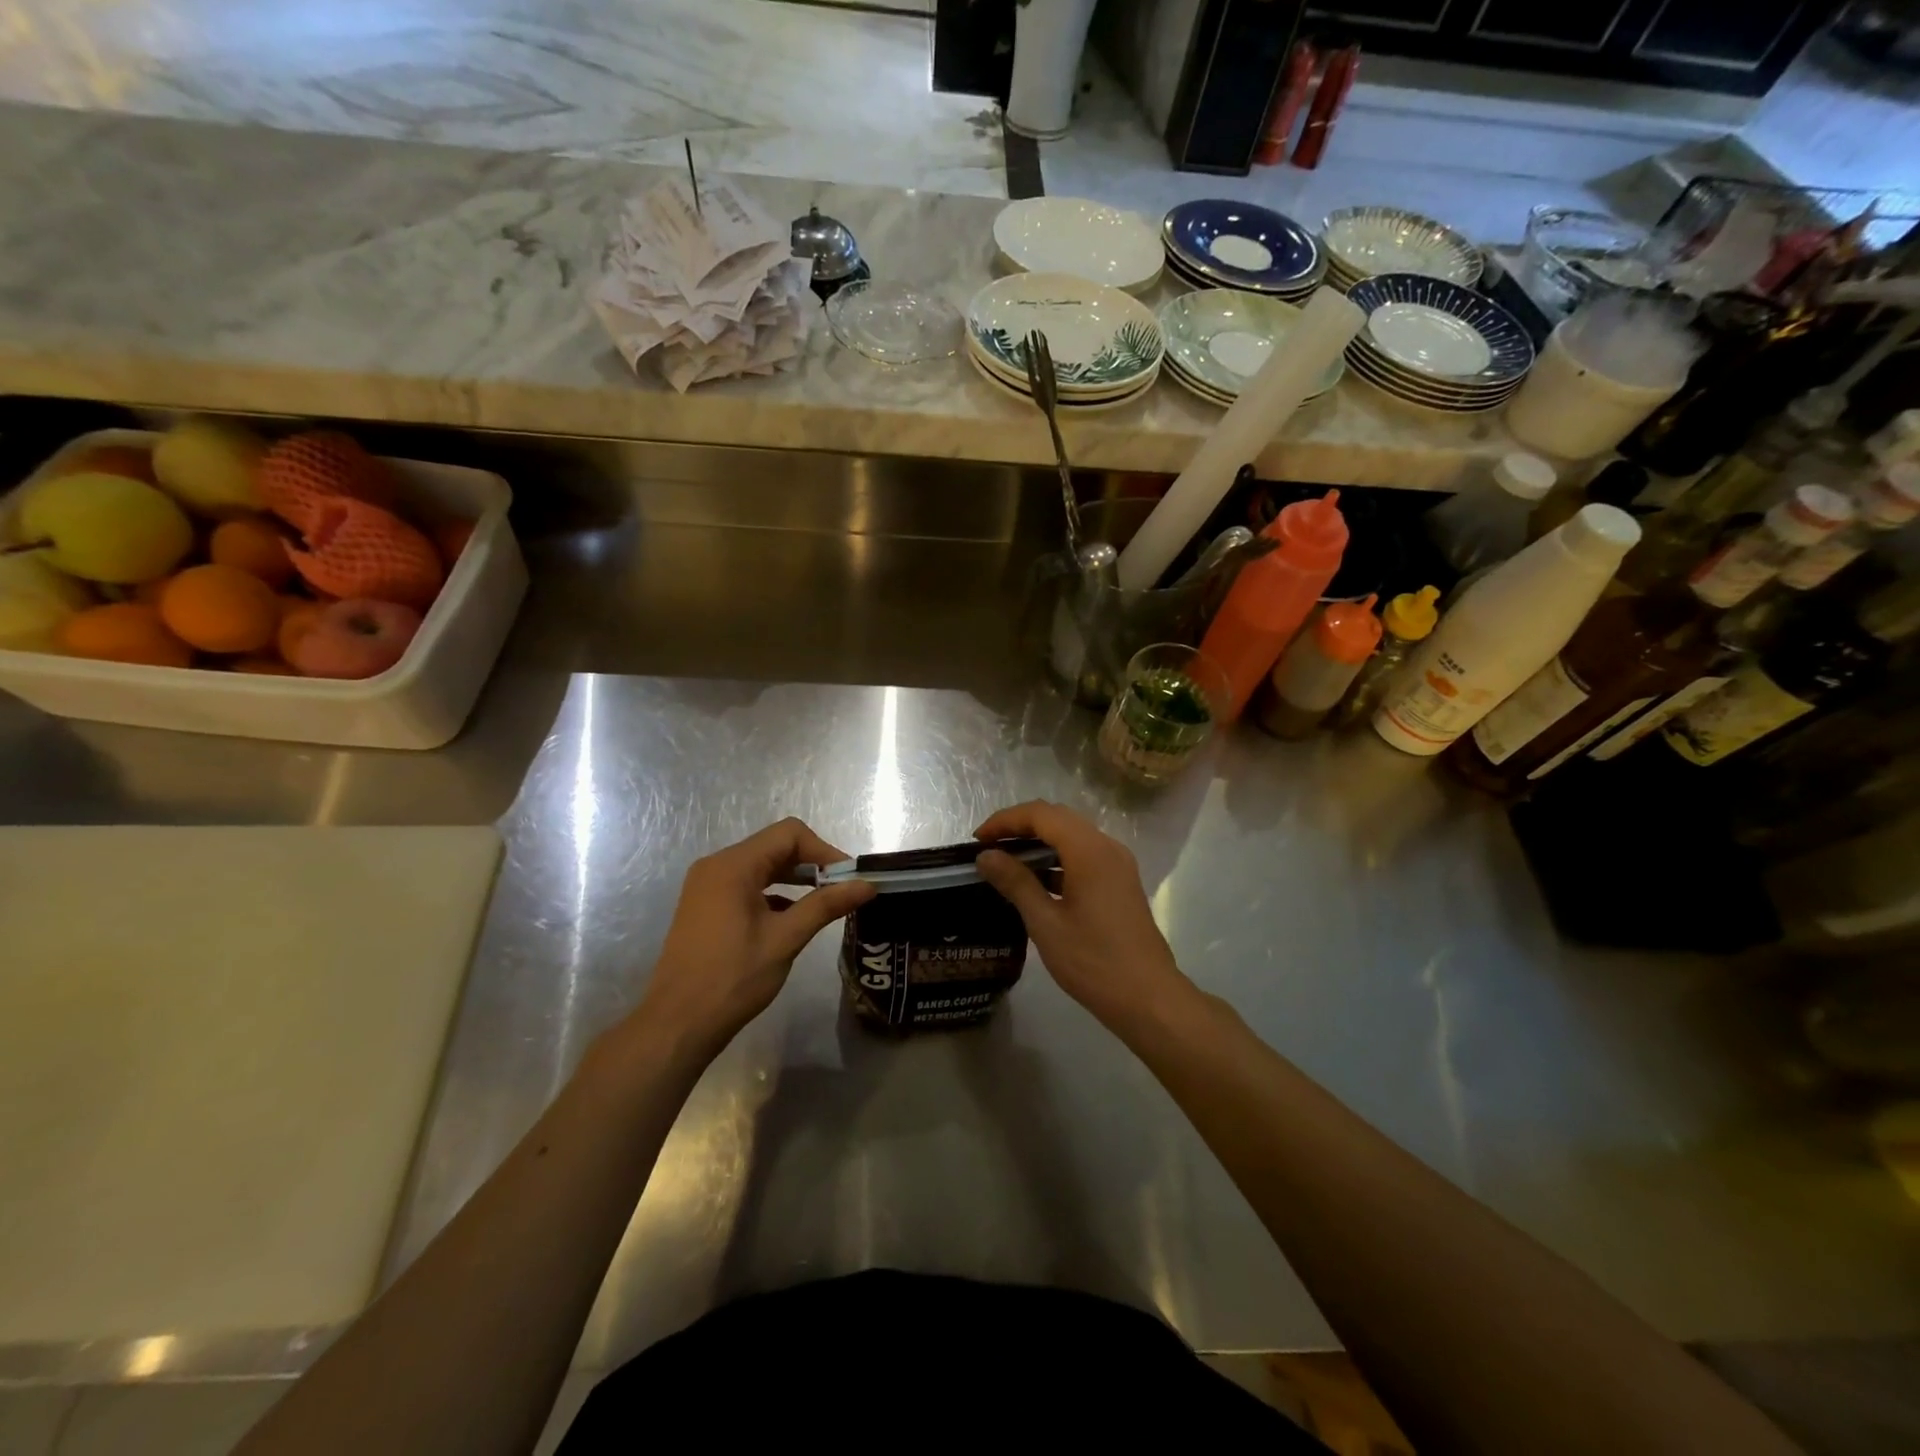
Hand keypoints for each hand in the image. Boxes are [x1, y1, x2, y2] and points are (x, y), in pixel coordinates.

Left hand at [632, 818, 874, 1059]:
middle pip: (775, 846)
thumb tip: (867, 885)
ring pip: (762, 866)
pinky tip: (793, 918)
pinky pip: (747, 885)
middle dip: (812, 864)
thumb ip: (826, 905)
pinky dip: (775, 893)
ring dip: (795, 878)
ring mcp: (707, 886)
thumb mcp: (785, 939)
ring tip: (825, 903)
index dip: (824, 850)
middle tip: (842, 891)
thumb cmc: (733, 978)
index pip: (789, 834)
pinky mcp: (706, 906)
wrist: (677, 1025)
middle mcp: (717, 866)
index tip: (848, 879)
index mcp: (733, 865)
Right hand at [974, 801, 1191, 1031]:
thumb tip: (986, 856)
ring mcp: (1118, 865)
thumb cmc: (1093, 961)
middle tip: (988, 848)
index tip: (978, 840)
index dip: (1006, 820)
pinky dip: (1057, 859)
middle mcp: (1107, 847)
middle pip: (1058, 819)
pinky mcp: (1120, 883)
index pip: (1041, 814)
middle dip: (1020, 827)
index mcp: (1090, 851)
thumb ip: (1015, 883)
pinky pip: (1084, 856)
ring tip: (1006, 863)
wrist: (1148, 998)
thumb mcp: (1046, 923)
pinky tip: (1036, 882)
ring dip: (1039, 842)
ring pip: (1072, 836)